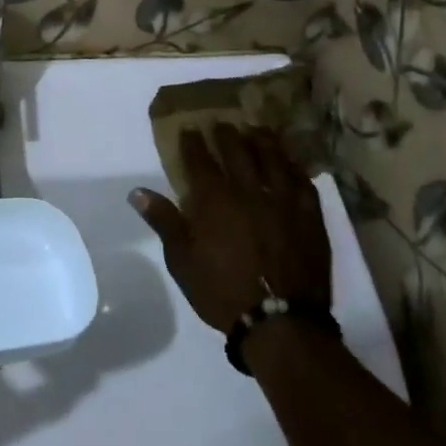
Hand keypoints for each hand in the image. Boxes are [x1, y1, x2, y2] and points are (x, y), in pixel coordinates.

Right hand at [130, 124, 332, 333]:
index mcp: (214, 200)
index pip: (200, 160)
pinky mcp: (309, 216)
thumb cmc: (222, 291)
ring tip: (256, 129)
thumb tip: (136, 191)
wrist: (281, 322)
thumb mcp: (182, 260)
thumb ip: (163, 221)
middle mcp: (248, 191)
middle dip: (226, 134)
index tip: (189, 128)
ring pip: (272, 159)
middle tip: (221, 123)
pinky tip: (289, 163)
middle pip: (237, 151)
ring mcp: (282, 201)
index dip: (193, 142)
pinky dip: (293, 167)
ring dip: (261, 141)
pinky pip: (302, 181)